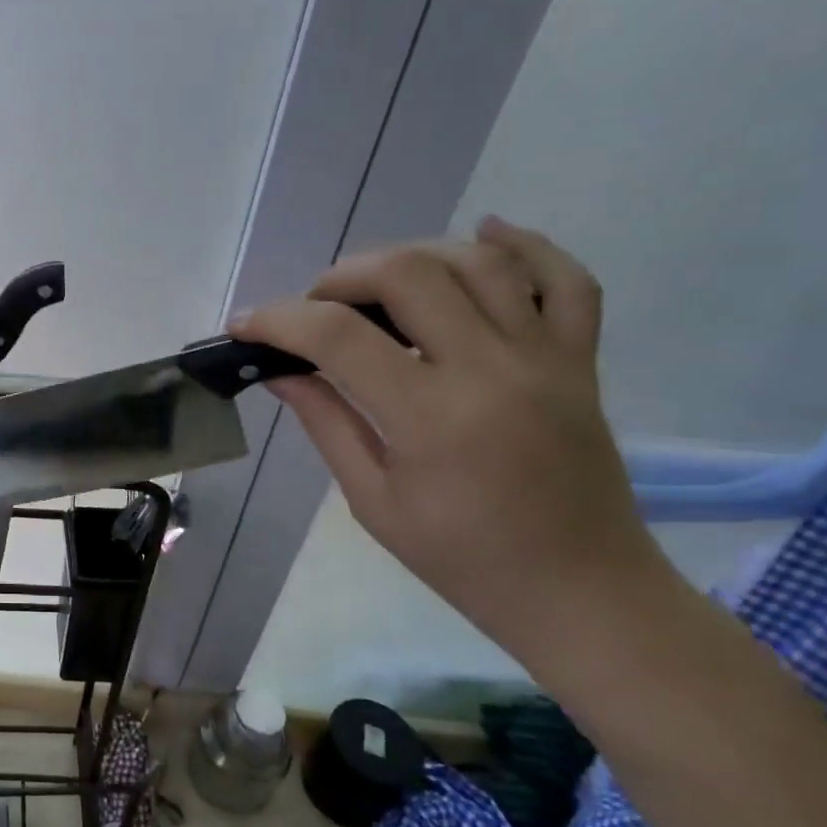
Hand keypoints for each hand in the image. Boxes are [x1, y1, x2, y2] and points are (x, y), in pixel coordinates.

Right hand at [234, 217, 667, 661]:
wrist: (582, 593)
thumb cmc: (464, 560)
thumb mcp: (374, 501)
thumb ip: (327, 423)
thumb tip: (282, 372)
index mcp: (432, 417)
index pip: (338, 337)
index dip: (279, 320)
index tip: (244, 324)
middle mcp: (492, 370)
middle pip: (408, 275)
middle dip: (341, 277)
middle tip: (314, 307)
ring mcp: (546, 358)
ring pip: (478, 263)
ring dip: (412, 255)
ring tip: (375, 283)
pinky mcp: (580, 361)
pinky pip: (567, 281)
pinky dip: (526, 246)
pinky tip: (484, 233)